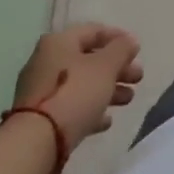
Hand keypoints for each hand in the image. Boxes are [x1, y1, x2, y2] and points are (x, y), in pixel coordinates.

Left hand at [13, 23, 143, 146]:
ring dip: (107, 89)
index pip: (94, 31)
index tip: (137, 51)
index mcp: (59, 42)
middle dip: (117, 68)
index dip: (118, 38)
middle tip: (137, 78)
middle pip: (88, 59)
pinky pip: (71, 106)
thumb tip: (129, 41)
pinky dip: (90, 109)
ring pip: (81, 84)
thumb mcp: (105, 66)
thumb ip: (121, 50)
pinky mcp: (40, 117)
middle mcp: (47, 61)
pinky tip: (106, 121)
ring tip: (128, 100)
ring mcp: (41, 90)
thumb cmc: (75, 93)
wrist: (36, 143)